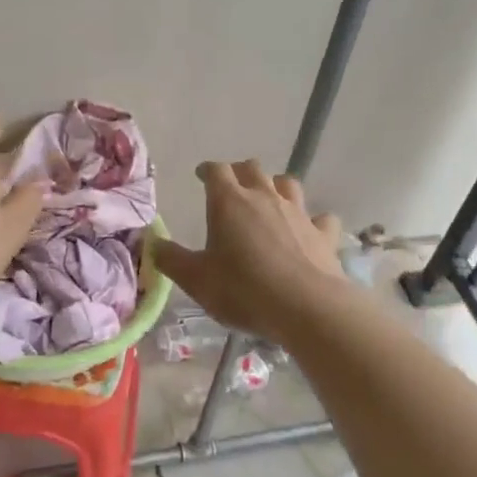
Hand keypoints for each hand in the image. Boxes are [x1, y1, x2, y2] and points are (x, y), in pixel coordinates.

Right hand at [153, 160, 344, 342]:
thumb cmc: (243, 290)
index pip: (216, 170)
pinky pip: (320, 218)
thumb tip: (153, 244)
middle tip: (232, 186)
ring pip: (287, 184)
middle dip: (240, 172)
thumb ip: (172, 259)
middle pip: (252, 168)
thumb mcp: (196, 280)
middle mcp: (264, 197)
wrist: (307, 307)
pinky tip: (309, 230)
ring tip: (269, 200)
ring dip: (276, 186)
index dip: (207, 170)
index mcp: (229, 202)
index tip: (201, 176)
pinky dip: (313, 221)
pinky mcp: (323, 234)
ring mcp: (298, 213)